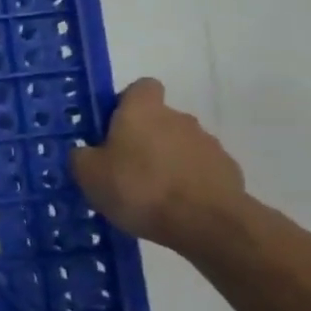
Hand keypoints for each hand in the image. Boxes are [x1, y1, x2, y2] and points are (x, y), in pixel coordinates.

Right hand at [71, 79, 247, 251]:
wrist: (206, 223)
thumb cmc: (139, 188)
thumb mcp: (89, 174)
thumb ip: (82, 156)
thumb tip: (86, 152)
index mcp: (143, 110)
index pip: (141, 87)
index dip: (126, 104)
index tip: (113, 129)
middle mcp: (179, 117)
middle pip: (159, 120)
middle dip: (144, 140)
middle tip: (124, 171)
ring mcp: (208, 144)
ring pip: (179, 146)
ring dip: (166, 162)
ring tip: (151, 196)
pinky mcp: (227, 170)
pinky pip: (199, 170)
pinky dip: (187, 183)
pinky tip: (175, 208)